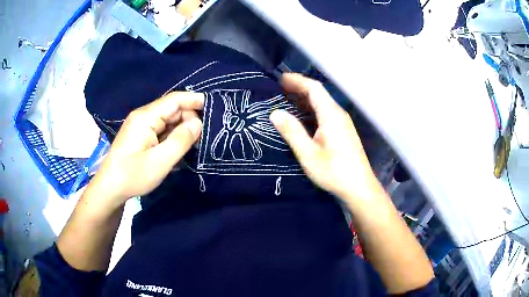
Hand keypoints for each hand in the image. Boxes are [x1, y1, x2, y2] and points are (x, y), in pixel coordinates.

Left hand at [88, 92, 203, 205]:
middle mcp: (143, 116)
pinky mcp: (140, 135)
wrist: (110, 188)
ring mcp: (141, 125)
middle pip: (172, 109)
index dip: (195, 100)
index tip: (214, 108)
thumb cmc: (133, 175)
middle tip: (202, 139)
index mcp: (146, 117)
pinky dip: (172, 137)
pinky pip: (161, 130)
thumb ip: (181, 140)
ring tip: (192, 146)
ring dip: (181, 131)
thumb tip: (198, 123)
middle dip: (189, 120)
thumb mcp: (160, 161)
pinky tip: (177, 150)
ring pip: (168, 121)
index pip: (175, 100)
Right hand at [270, 74, 381, 202]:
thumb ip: (292, 132)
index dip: (297, 81)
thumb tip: (275, 113)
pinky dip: (311, 111)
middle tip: (278, 90)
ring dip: (304, 100)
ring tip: (286, 101)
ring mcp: (342, 123)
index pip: (314, 88)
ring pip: (322, 104)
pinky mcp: (343, 132)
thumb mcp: (308, 154)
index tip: (279, 79)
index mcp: (331, 115)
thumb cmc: (334, 172)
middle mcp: (338, 114)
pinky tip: (302, 118)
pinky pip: (325, 114)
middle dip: (299, 89)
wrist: (359, 187)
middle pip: (318, 94)